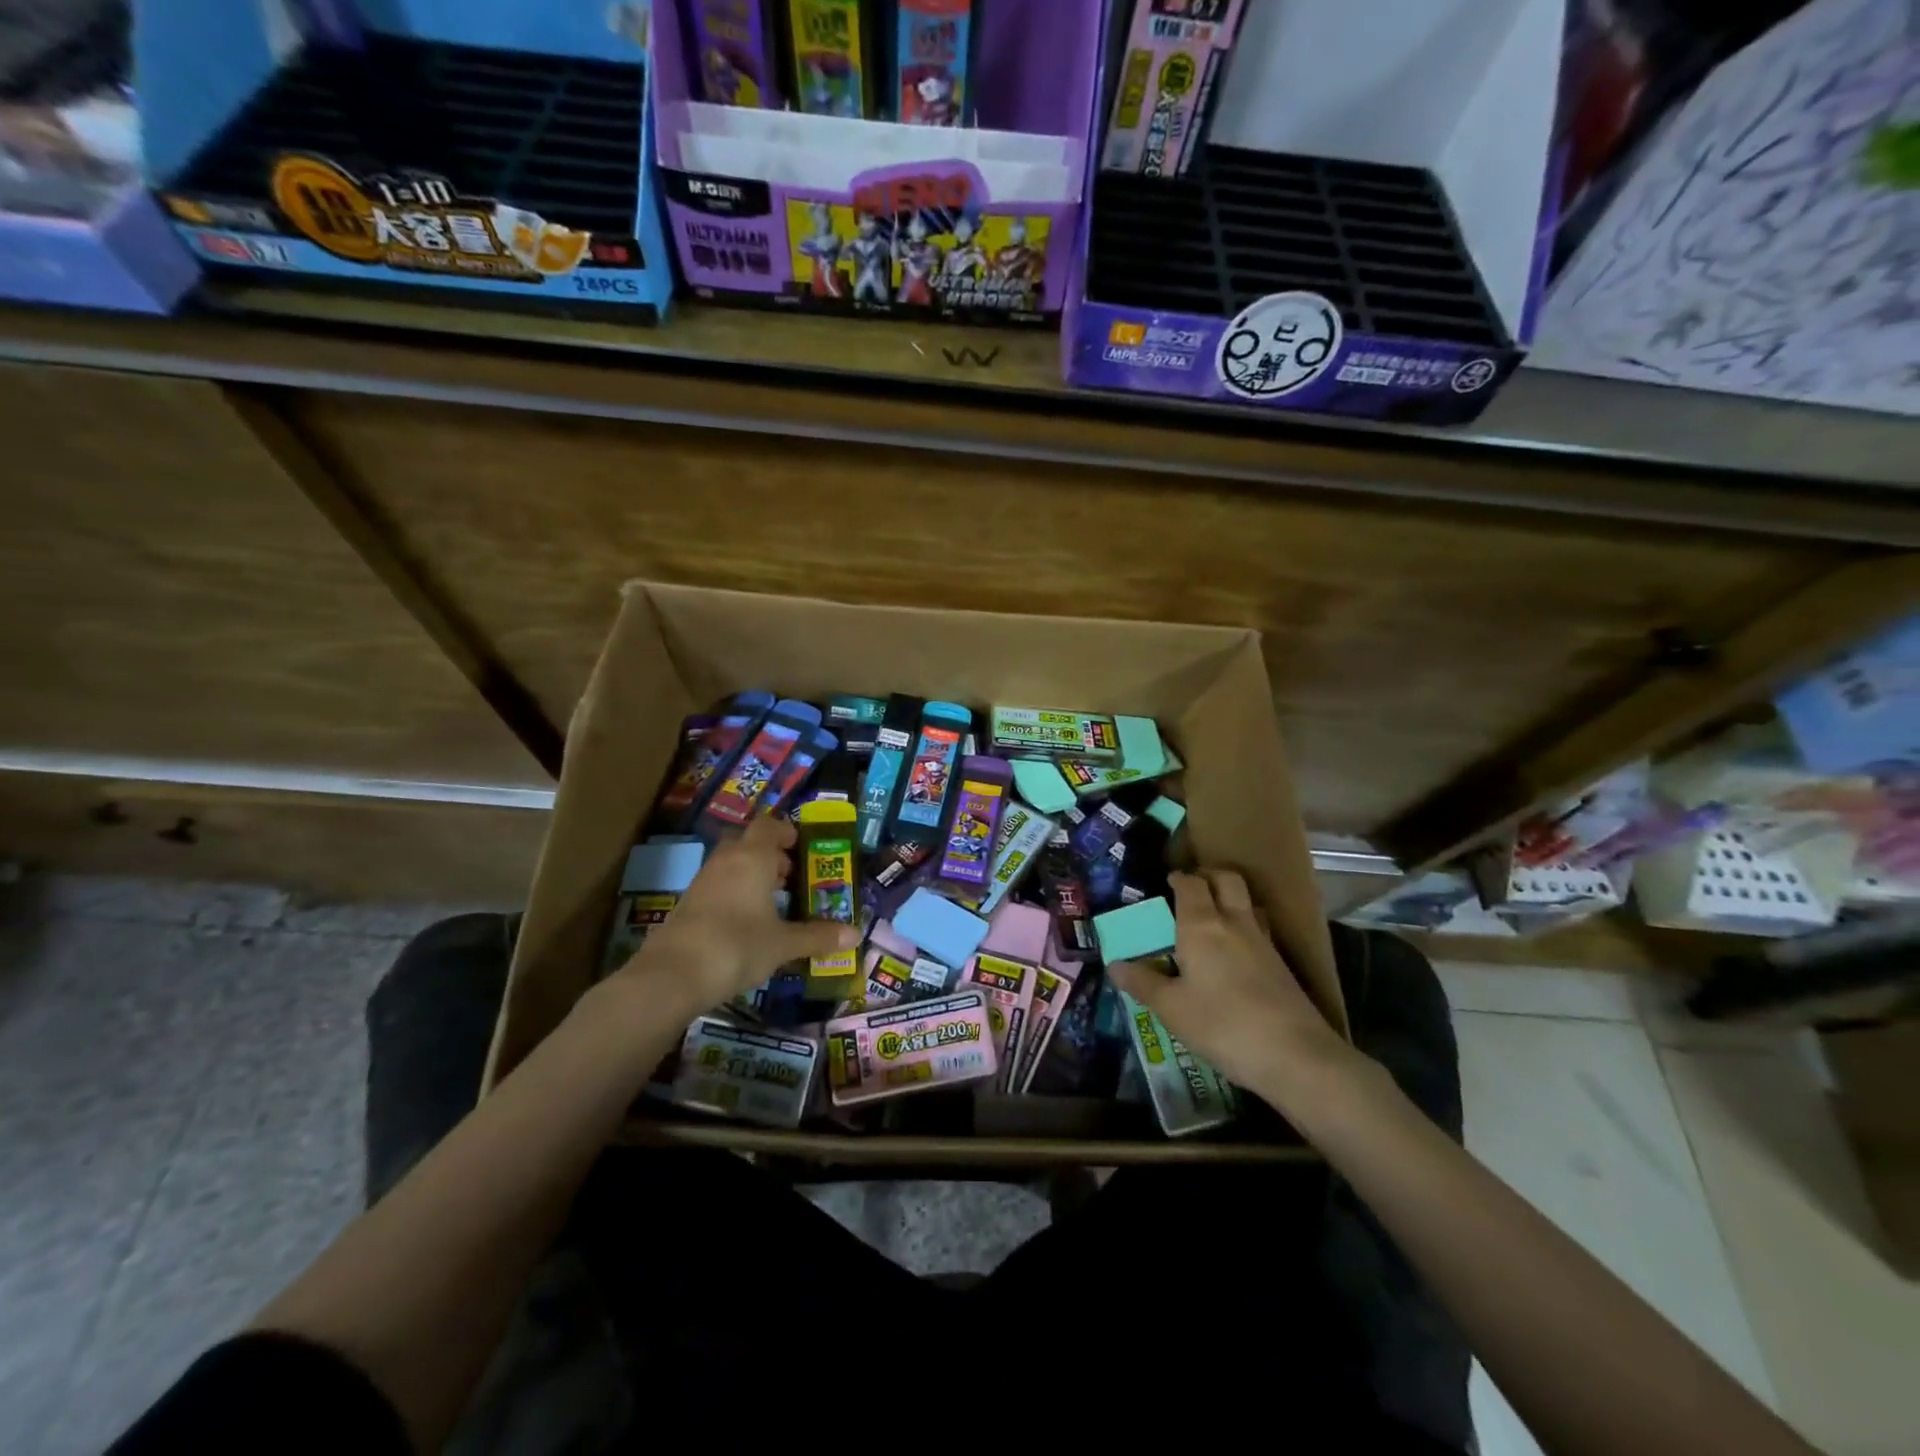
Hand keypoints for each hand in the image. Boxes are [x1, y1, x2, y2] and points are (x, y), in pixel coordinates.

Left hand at [609, 816, 859, 1016]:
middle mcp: (727, 861)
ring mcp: (703, 882)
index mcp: (753, 857)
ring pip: (732, 865)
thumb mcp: (783, 943)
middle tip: (792, 874)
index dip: (786, 831)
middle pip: (748, 843)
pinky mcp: (688, 905)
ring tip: (774, 901)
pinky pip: (719, 886)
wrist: (672, 975)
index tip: (802, 845)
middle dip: (770, 854)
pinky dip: (735, 894)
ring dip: (752, 875)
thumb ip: (817, 936)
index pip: (769, 826)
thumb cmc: (737, 945)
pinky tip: (747, 922)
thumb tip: (856, 935)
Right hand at [1108, 869, 1355, 1108]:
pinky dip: (1244, 927)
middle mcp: (1234, 922)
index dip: (1178, 878)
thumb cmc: (1222, 1025)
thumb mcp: (1171, 1008)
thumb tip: (1114, 965)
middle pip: (1226, 879)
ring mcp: (1263, 942)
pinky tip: (1235, 953)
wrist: (1295, 1055)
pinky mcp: (1282, 965)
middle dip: (1208, 876)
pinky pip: (1259, 929)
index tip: (1167, 882)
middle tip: (1191, 889)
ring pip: (1247, 902)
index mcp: (1201, 925)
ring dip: (1230, 899)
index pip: (1191, 884)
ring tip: (1212, 917)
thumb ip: (1143, 983)